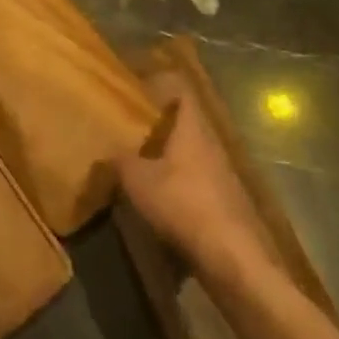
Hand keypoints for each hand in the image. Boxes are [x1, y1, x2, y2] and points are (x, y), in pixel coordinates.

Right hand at [114, 77, 274, 280]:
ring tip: (140, 161)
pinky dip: (179, 180)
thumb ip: (120, 161)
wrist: (232, 255)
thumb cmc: (183, 203)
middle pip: (186, 121)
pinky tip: (161, 196)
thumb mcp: (138, 180)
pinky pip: (197, 177)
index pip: (181, 89)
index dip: (160, 84)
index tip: (137, 89)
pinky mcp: (225, 199)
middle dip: (160, 122)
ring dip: (169, 153)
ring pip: (191, 150)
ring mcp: (222, 171)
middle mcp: (211, 142)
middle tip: (131, 127)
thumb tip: (106, 151)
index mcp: (192, 127)